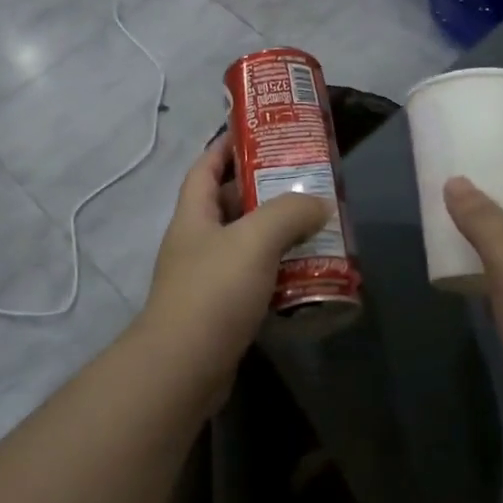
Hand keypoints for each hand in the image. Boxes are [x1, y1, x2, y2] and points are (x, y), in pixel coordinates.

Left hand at [142, 135, 330, 365]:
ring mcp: (207, 279)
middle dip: (264, 192)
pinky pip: (254, 281)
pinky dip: (278, 273)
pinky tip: (306, 273)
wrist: (183, 368)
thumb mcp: (254, 240)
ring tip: (316, 226)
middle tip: (304, 183)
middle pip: (230, 205)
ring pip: (246, 245)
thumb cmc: (213, 292)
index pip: (205, 168)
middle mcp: (197, 243)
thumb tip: (318, 203)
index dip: (225, 147)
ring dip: (277, 235)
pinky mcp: (221, 312)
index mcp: (194, 216)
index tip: (257, 134)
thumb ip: (288, 214)